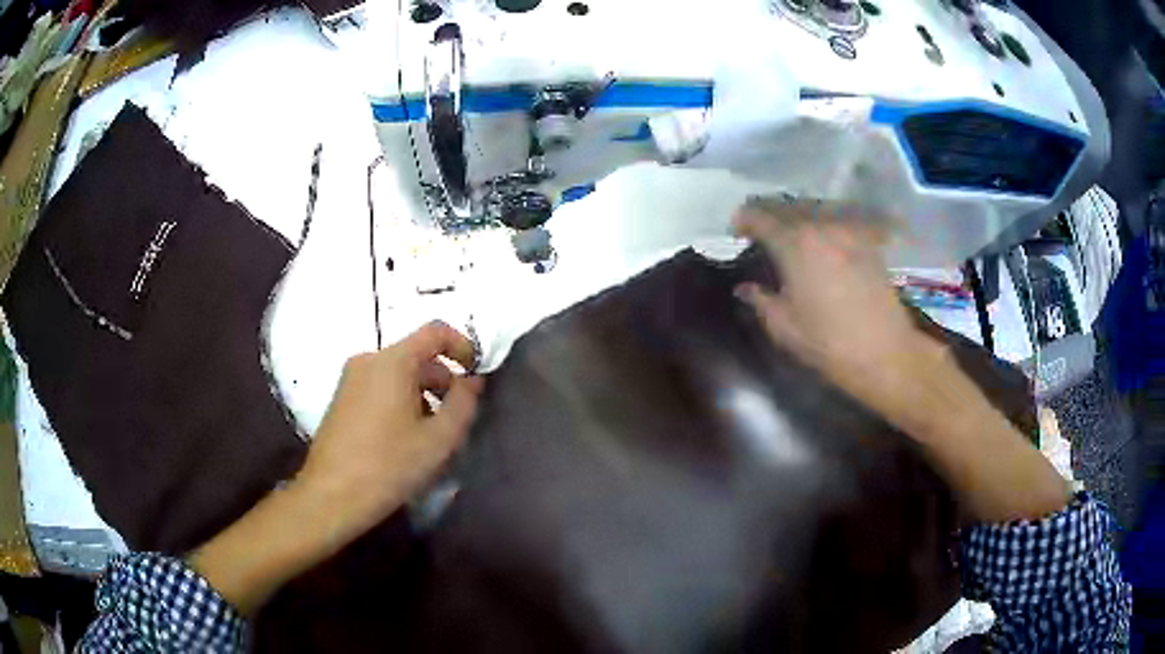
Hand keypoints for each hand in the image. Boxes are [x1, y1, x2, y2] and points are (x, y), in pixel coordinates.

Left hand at [298, 321, 484, 538]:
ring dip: (422, 395)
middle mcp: (368, 360)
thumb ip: (463, 403)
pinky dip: (400, 402)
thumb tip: (472, 380)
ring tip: (431, 435)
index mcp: (393, 361)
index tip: (475, 375)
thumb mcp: (439, 439)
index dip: (463, 347)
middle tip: (456, 418)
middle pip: (416, 355)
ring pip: (397, 374)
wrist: (331, 496)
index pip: (435, 332)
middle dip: (443, 381)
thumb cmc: (389, 465)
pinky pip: (379, 387)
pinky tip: (404, 440)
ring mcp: (350, 380)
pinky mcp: (341, 400)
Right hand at [733, 198, 923, 397]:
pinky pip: (839, 221)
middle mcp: (821, 227)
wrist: (884, 352)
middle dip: (768, 214)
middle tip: (759, 231)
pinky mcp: (868, 243)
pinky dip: (824, 223)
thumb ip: (760, 300)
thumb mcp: (784, 327)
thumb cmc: (828, 342)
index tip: (736, 233)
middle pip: (787, 206)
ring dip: (796, 215)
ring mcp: (848, 232)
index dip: (743, 220)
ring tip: (790, 232)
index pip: (759, 217)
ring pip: (814, 209)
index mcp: (794, 244)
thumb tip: (744, 288)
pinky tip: (823, 238)